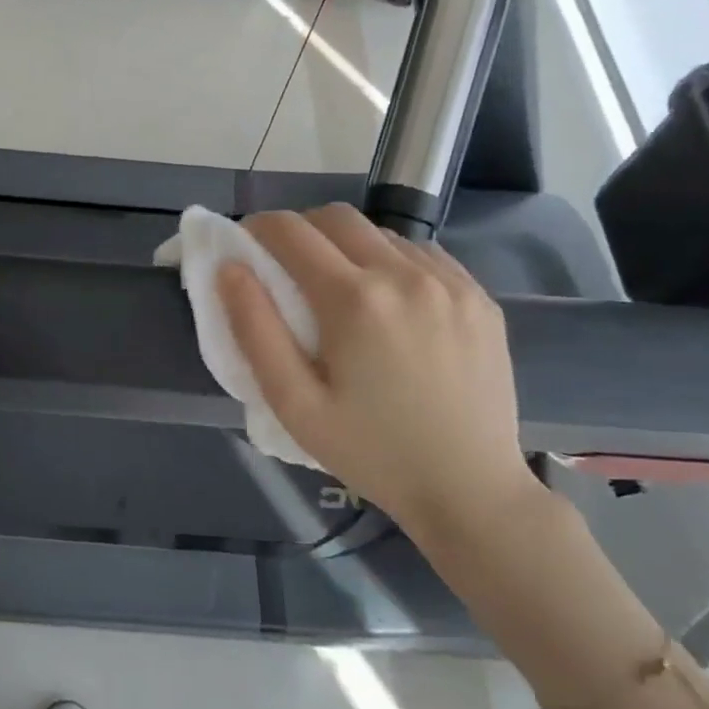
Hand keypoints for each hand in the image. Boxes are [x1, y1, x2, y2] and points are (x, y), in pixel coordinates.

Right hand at [218, 204, 536, 529]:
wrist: (470, 490)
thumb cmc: (370, 452)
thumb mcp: (294, 403)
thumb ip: (255, 330)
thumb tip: (230, 269)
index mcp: (355, 299)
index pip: (291, 231)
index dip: (257, 229)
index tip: (244, 246)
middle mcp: (405, 274)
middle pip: (336, 217)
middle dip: (300, 229)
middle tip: (285, 266)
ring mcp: (450, 282)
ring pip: (381, 233)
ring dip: (347, 246)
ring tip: (339, 291)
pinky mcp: (479, 298)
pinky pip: (423, 254)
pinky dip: (391, 261)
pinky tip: (389, 304)